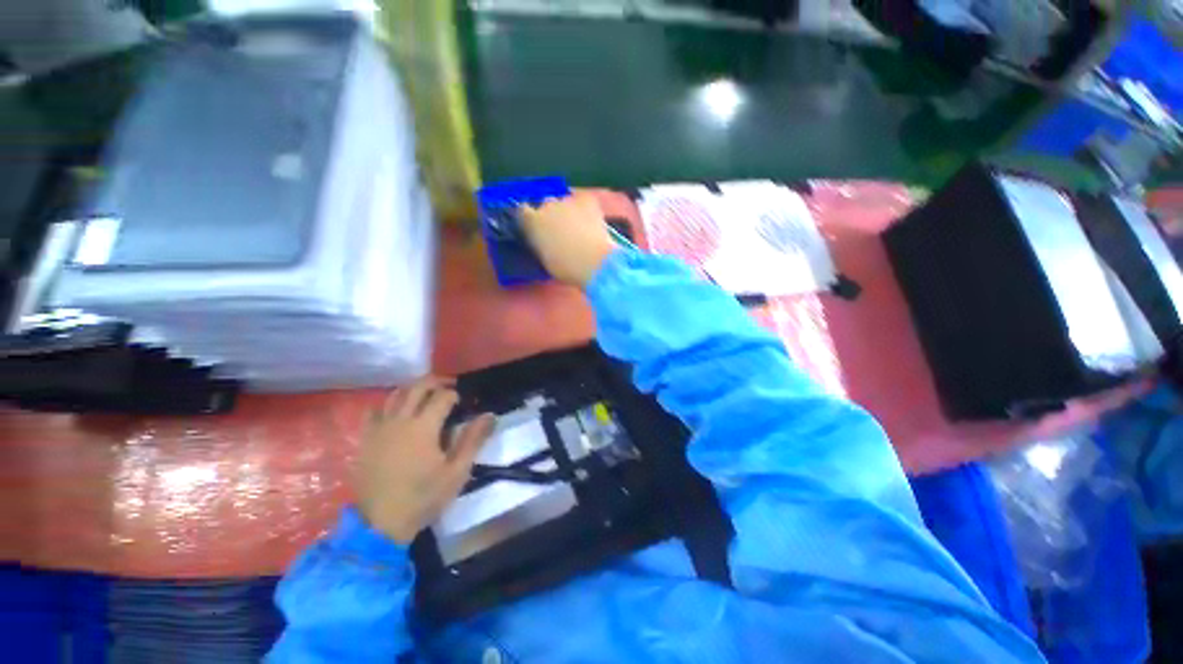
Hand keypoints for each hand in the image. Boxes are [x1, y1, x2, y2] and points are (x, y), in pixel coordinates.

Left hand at [355, 376, 495, 543]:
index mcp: (424, 427)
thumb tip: (489, 415)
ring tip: (426, 395)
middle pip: (418, 386)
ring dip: (413, 389)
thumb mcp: (457, 471)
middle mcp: (400, 420)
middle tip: (449, 386)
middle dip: (436, 381)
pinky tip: (397, 411)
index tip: (463, 401)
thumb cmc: (423, 497)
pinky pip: (374, 410)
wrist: (380, 525)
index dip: (456, 394)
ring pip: (395, 394)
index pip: (443, 396)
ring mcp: (379, 428)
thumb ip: (473, 440)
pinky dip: (388, 404)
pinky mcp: (366, 439)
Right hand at [519, 193, 618, 286]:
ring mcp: (567, 201)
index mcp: (532, 223)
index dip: (530, 218)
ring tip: (577, 227)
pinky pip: (581, 199)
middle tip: (559, 231)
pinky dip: (584, 206)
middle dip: (550, 215)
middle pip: (545, 205)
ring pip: (563, 201)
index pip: (522, 211)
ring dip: (567, 211)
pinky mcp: (586, 200)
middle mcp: (546, 206)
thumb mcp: (545, 259)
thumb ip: (540, 244)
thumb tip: (543, 240)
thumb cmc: (566, 268)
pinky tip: (589, 217)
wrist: (593, 262)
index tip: (536, 228)